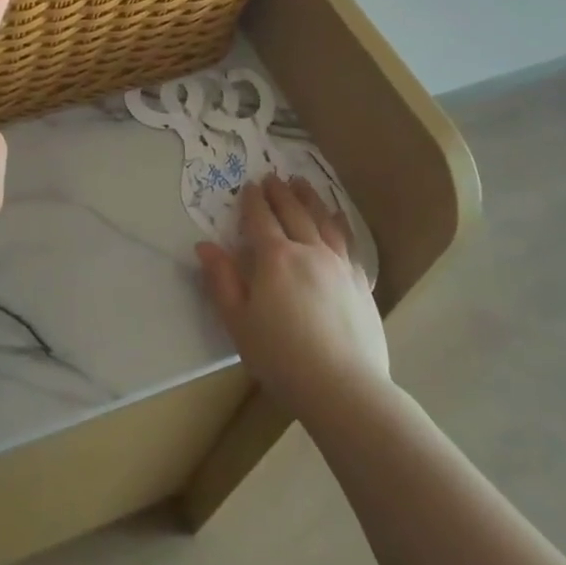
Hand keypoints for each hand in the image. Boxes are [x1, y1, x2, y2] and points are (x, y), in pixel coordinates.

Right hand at [196, 176, 389, 418]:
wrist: (344, 388)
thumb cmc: (281, 357)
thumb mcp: (238, 322)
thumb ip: (222, 281)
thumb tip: (205, 246)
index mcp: (275, 259)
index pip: (261, 220)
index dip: (253, 201)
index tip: (249, 185)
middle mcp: (309, 251)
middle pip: (294, 212)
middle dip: (281, 192)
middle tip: (273, 177)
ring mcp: (340, 265)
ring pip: (324, 220)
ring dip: (311, 199)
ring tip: (303, 184)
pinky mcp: (360, 282)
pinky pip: (348, 241)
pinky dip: (339, 223)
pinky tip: (337, 219)